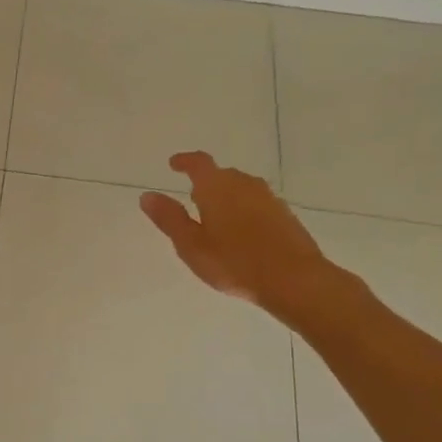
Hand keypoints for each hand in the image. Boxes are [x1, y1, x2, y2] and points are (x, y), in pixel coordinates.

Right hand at [139, 152, 347, 324]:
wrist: (294, 279)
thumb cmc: (234, 262)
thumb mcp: (191, 245)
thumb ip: (169, 218)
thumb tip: (147, 195)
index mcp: (217, 187)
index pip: (198, 163)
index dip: (184, 161)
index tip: (174, 164)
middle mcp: (244, 184)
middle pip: (221, 175)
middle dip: (205, 182)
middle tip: (192, 198)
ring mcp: (269, 198)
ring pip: (241, 189)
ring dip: (226, 197)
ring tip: (215, 217)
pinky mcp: (285, 215)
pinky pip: (256, 204)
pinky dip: (244, 210)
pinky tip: (241, 232)